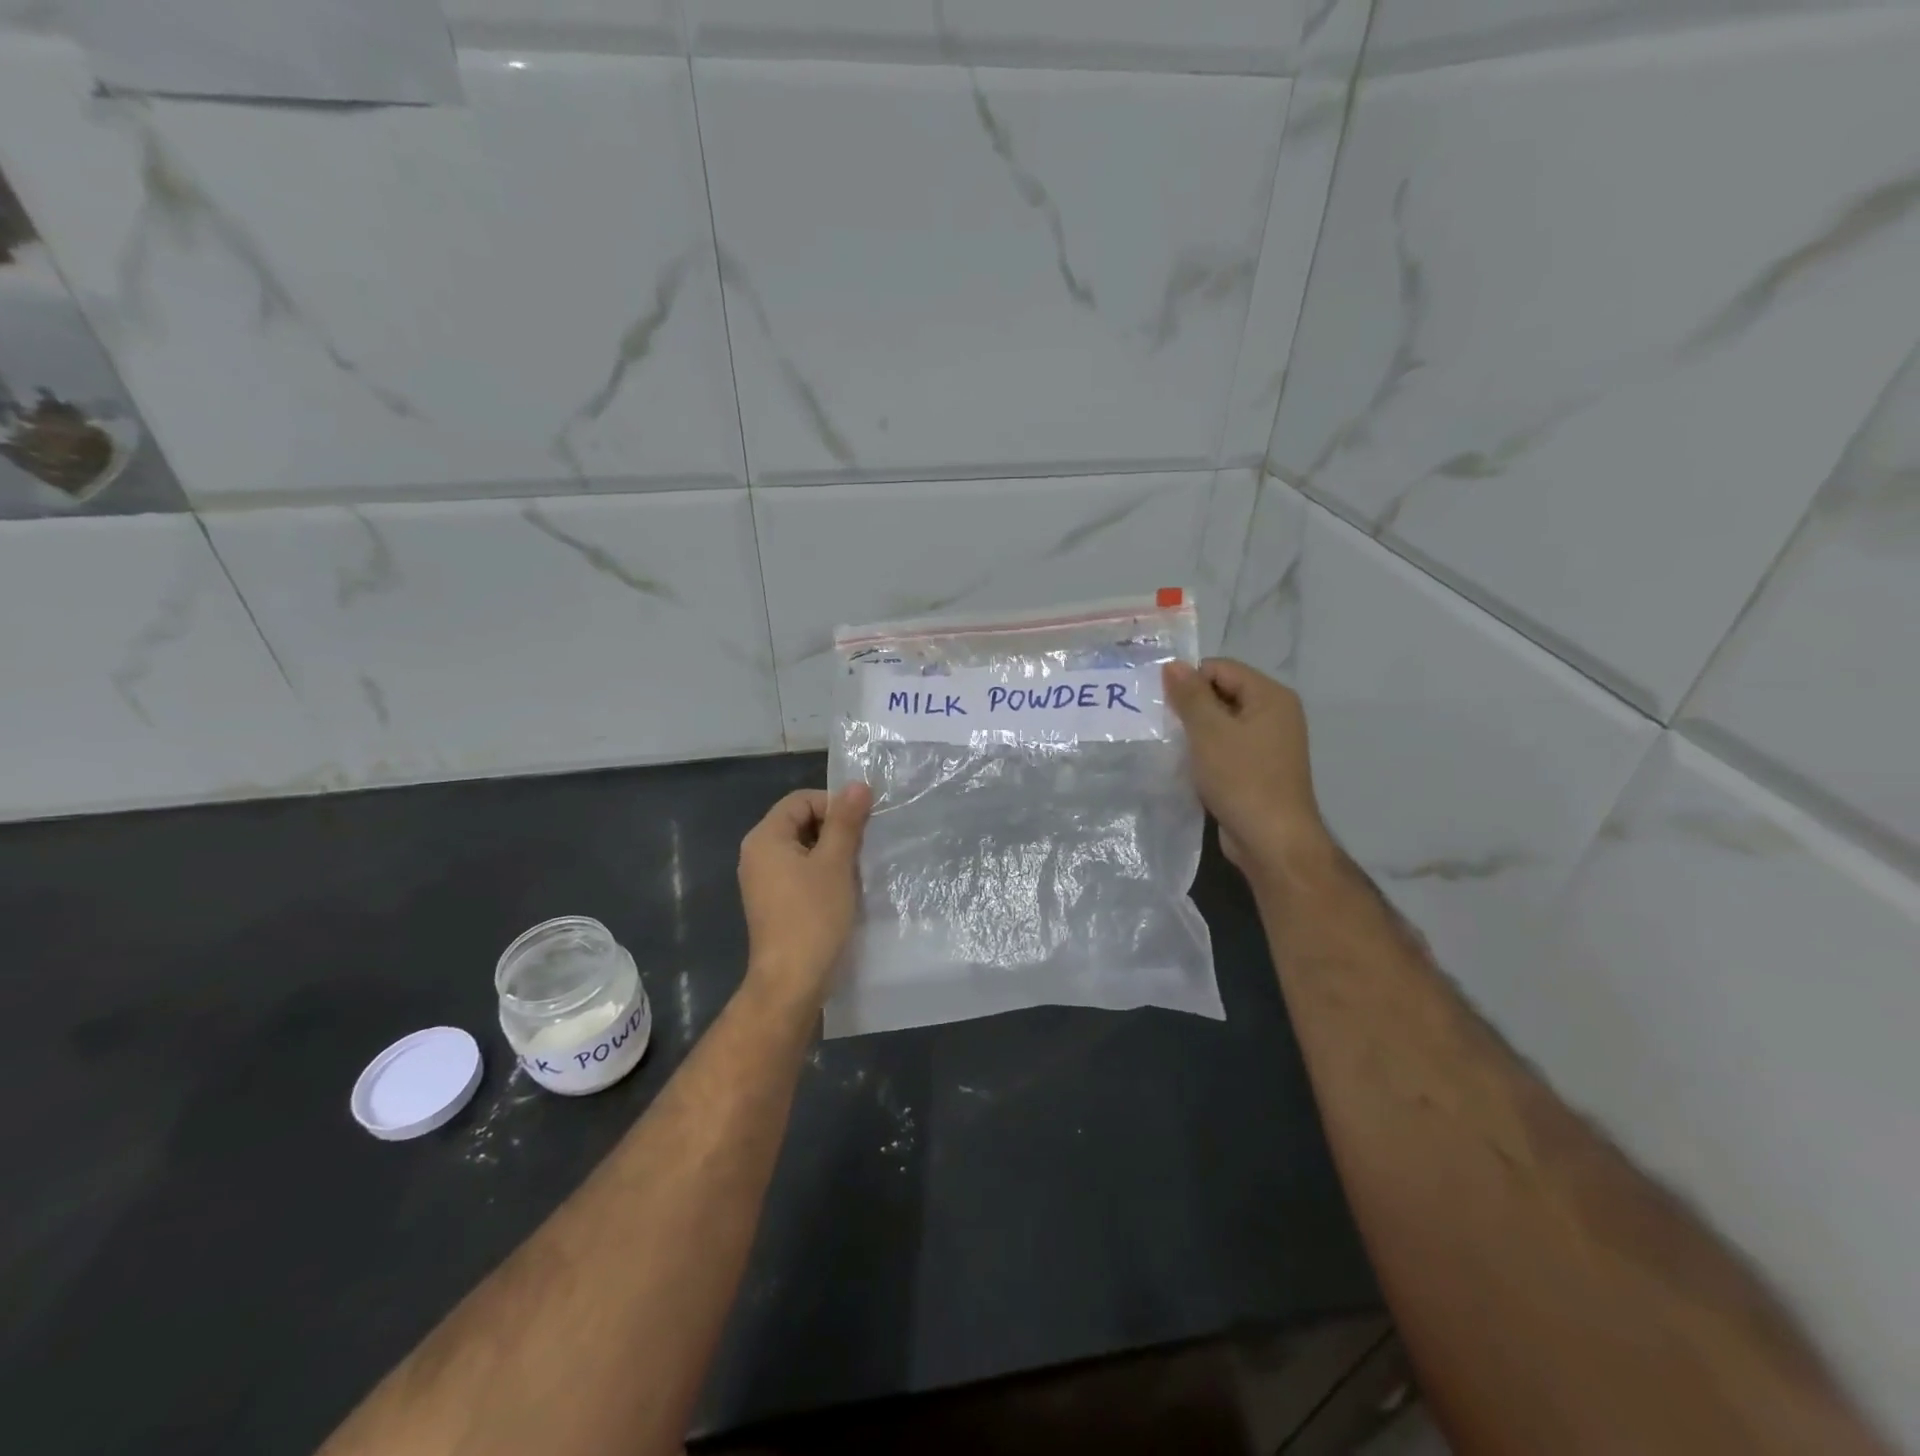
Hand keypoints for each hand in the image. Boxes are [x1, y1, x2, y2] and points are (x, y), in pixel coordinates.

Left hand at [738, 784, 872, 1006]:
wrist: (791, 981)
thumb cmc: (813, 916)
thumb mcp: (836, 863)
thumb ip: (846, 821)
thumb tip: (858, 785)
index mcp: (765, 838)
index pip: (801, 800)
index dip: (834, 805)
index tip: (863, 825)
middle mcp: (757, 854)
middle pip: (800, 821)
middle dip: (834, 829)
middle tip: (862, 847)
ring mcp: (762, 880)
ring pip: (802, 848)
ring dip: (831, 852)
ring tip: (856, 869)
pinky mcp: (773, 902)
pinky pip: (798, 872)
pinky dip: (821, 873)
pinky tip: (842, 890)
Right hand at [1163, 658, 1331, 879]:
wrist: (1271, 841)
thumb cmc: (1242, 779)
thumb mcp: (1209, 732)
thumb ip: (1190, 695)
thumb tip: (1173, 665)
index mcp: (1270, 697)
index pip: (1221, 668)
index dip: (1190, 680)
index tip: (1163, 703)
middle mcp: (1275, 715)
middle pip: (1223, 693)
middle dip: (1191, 705)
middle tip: (1162, 724)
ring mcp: (1269, 744)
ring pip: (1222, 723)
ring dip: (1196, 731)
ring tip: (1170, 744)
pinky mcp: (1258, 770)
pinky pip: (1226, 747)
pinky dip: (1206, 752)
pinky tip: (1186, 765)